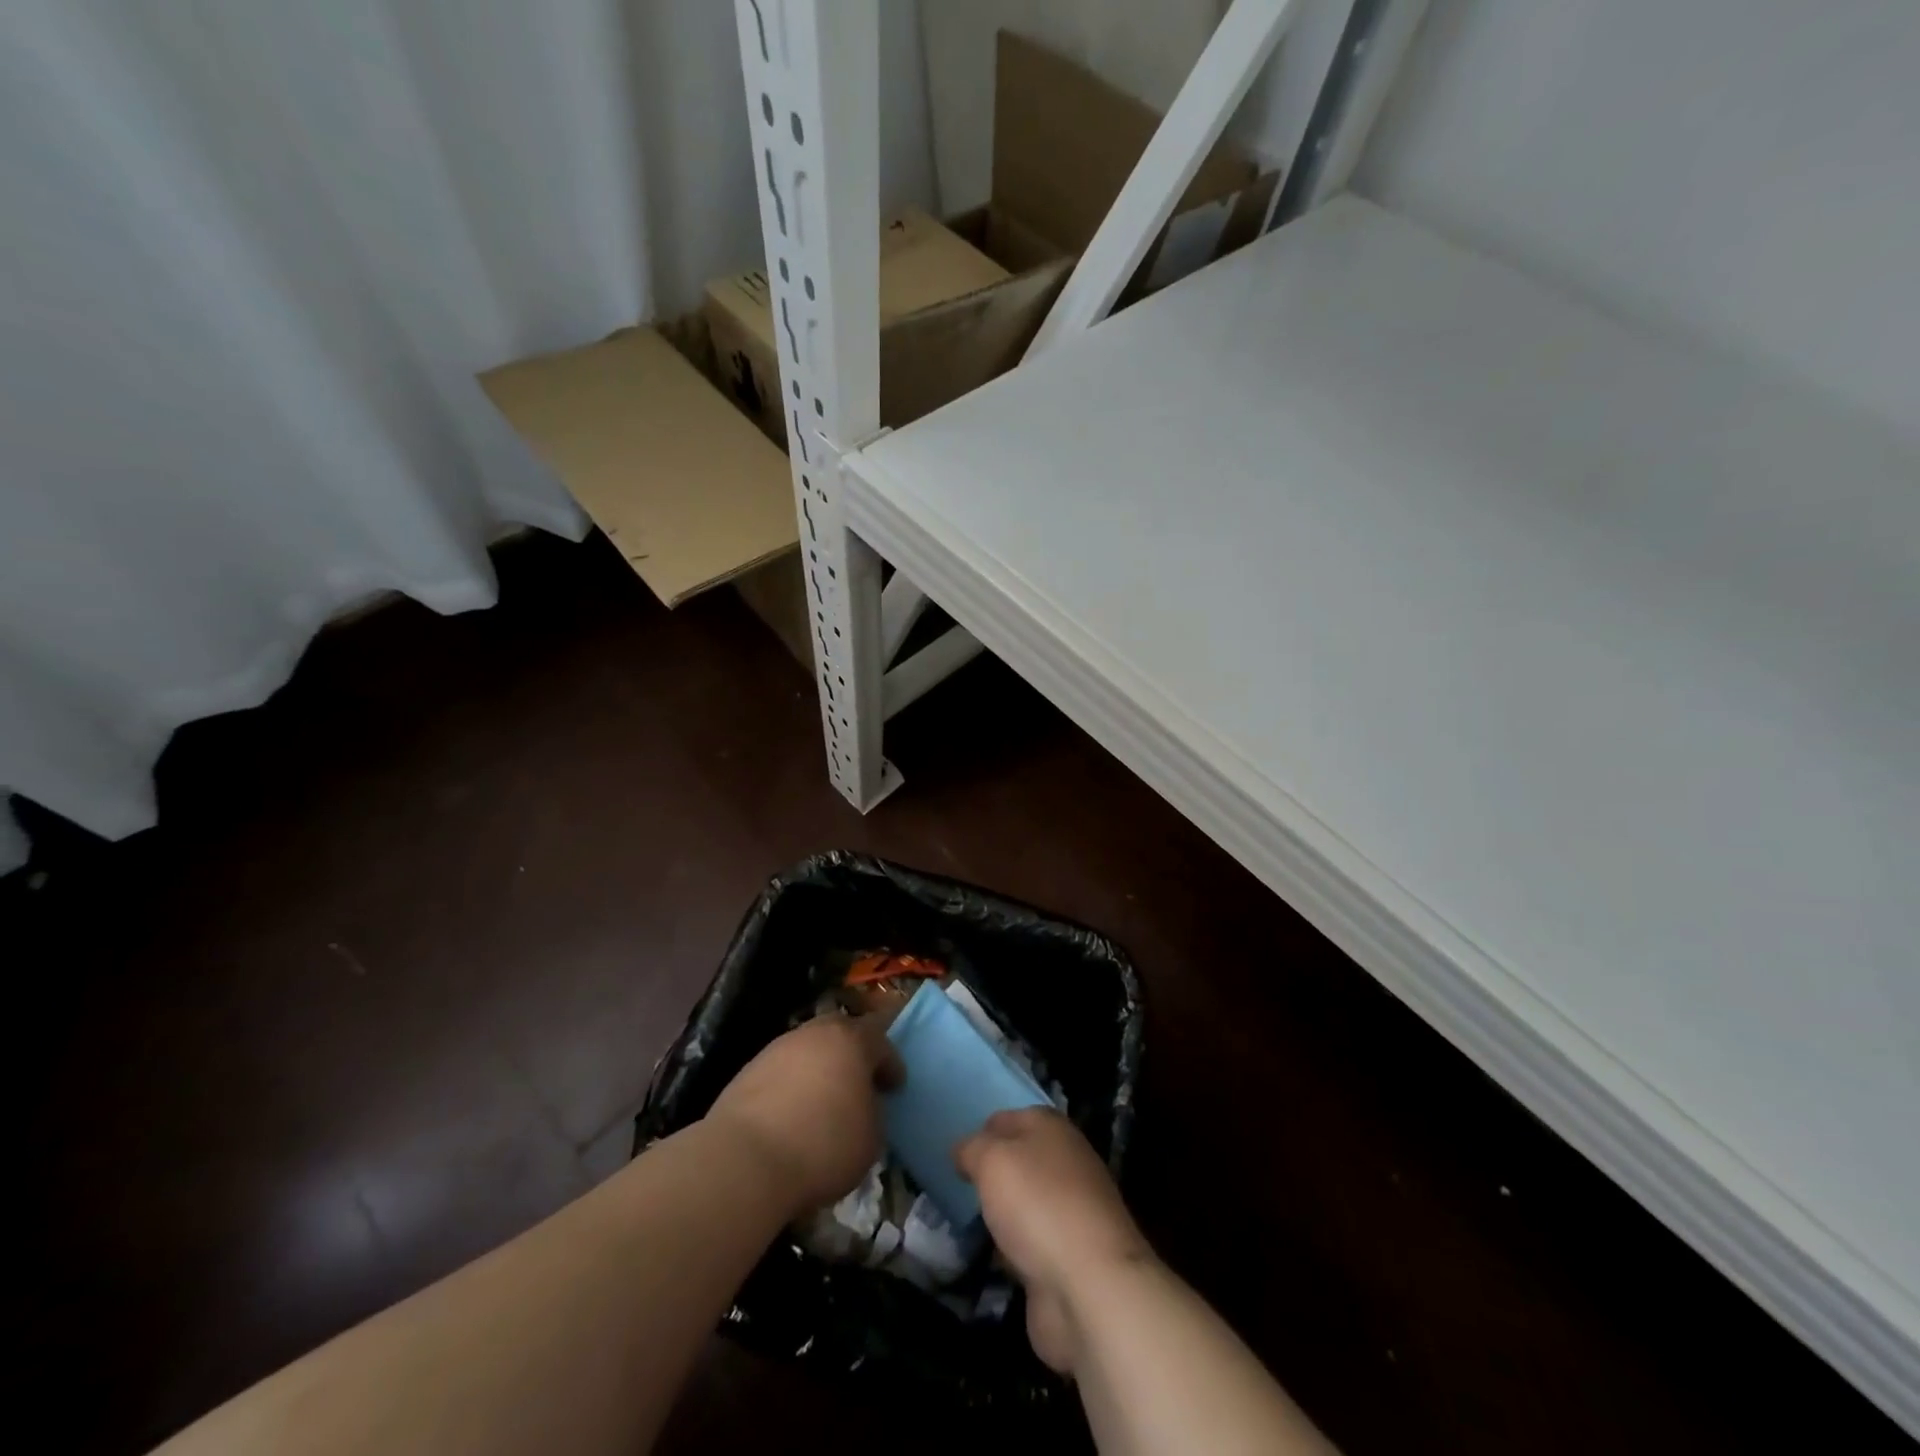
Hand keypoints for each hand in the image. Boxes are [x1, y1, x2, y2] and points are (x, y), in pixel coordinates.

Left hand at [705, 1015, 902, 1216]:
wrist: (746, 1160)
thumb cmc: (823, 1145)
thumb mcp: (871, 1137)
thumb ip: (873, 1111)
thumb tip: (862, 1106)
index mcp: (851, 1040)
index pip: (881, 1040)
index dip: (891, 1063)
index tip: (895, 1087)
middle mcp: (815, 1033)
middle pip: (841, 1032)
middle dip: (853, 1053)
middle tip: (859, 1081)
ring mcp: (778, 1048)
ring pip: (808, 1049)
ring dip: (819, 1068)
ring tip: (822, 1101)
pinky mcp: (748, 1070)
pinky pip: (782, 1071)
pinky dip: (792, 1085)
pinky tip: (792, 1114)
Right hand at [956, 1107, 1152, 1372]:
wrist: (1090, 1286)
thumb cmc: (1037, 1205)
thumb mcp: (992, 1160)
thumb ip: (972, 1148)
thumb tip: (964, 1151)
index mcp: (1051, 1127)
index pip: (1006, 1118)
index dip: (979, 1132)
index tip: (954, 1157)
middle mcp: (1066, 1161)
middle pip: (1017, 1160)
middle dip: (989, 1175)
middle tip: (956, 1190)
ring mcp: (1071, 1210)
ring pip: (1024, 1202)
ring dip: (1001, 1213)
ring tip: (966, 1224)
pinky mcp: (1070, 1254)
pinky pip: (1030, 1242)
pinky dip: (1013, 1249)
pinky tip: (993, 1258)